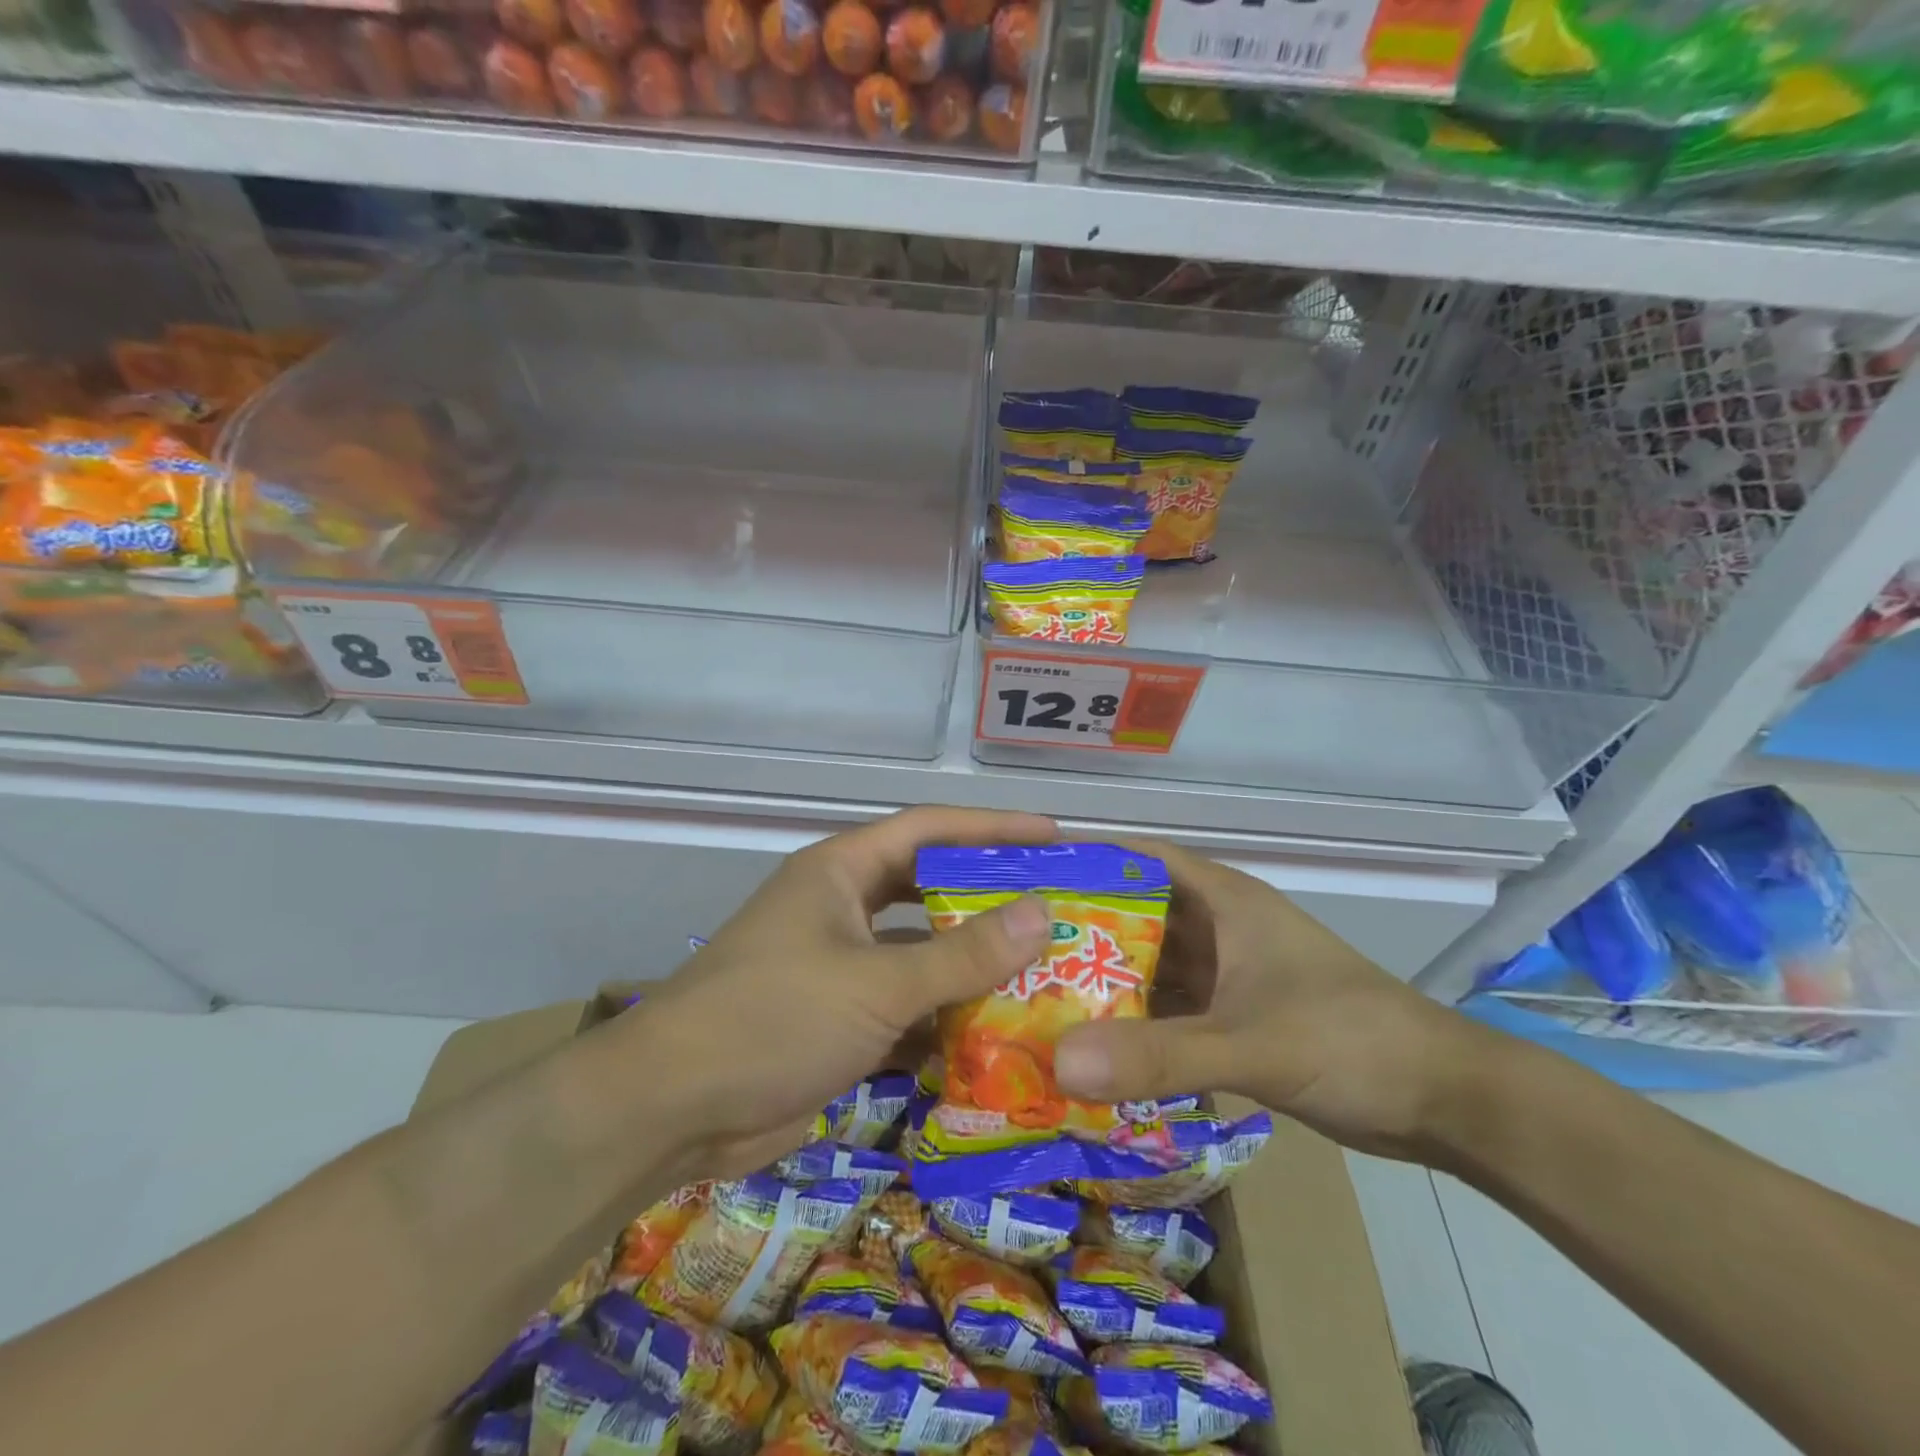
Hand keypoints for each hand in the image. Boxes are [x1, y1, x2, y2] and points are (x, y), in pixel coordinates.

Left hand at [623, 806, 1055, 1178]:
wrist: (672, 1110)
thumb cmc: (774, 1018)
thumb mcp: (875, 983)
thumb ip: (961, 955)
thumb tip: (1041, 913)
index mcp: (841, 872)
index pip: (929, 830)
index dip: (992, 828)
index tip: (1054, 836)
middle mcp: (842, 909)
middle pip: (929, 891)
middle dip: (988, 899)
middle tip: (1056, 908)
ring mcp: (839, 967)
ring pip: (921, 954)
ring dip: (971, 967)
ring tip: (1044, 973)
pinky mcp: (839, 1021)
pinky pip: (906, 1008)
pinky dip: (944, 1021)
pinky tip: (997, 1037)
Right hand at [1051, 839, 1502, 1162]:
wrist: (1441, 1101)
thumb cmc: (1349, 1040)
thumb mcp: (1251, 1044)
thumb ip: (1160, 1055)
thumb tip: (1061, 1063)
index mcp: (1223, 900)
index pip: (1138, 857)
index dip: (1084, 857)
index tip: (1022, 874)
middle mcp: (1218, 928)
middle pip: (1133, 913)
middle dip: (1078, 927)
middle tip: (1009, 947)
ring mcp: (1225, 975)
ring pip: (1148, 965)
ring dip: (1102, 980)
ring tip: (1033, 994)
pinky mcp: (1232, 1018)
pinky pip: (1166, 1010)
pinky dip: (1131, 1024)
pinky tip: (1088, 1044)